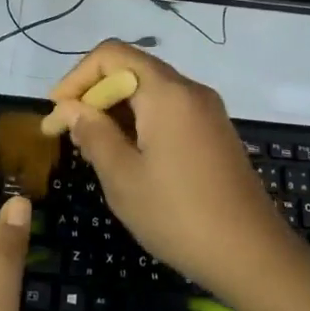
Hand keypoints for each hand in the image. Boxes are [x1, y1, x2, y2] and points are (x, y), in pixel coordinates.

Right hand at [41, 43, 295, 297]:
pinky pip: (169, 111)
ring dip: (116, 111)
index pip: (111, 55)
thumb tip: (73, 109)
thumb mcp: (124, 178)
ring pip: (150, 92)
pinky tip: (128, 158)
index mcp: (166, 92)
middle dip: (94, 95)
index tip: (56, 114)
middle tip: (67, 135)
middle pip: (131, 70)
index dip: (76, 78)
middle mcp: (189, 90)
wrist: (253, 255)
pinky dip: (141, 122)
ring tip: (92, 150)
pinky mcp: (215, 133)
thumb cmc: (179, 215)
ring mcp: (207, 111)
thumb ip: (93, 134)